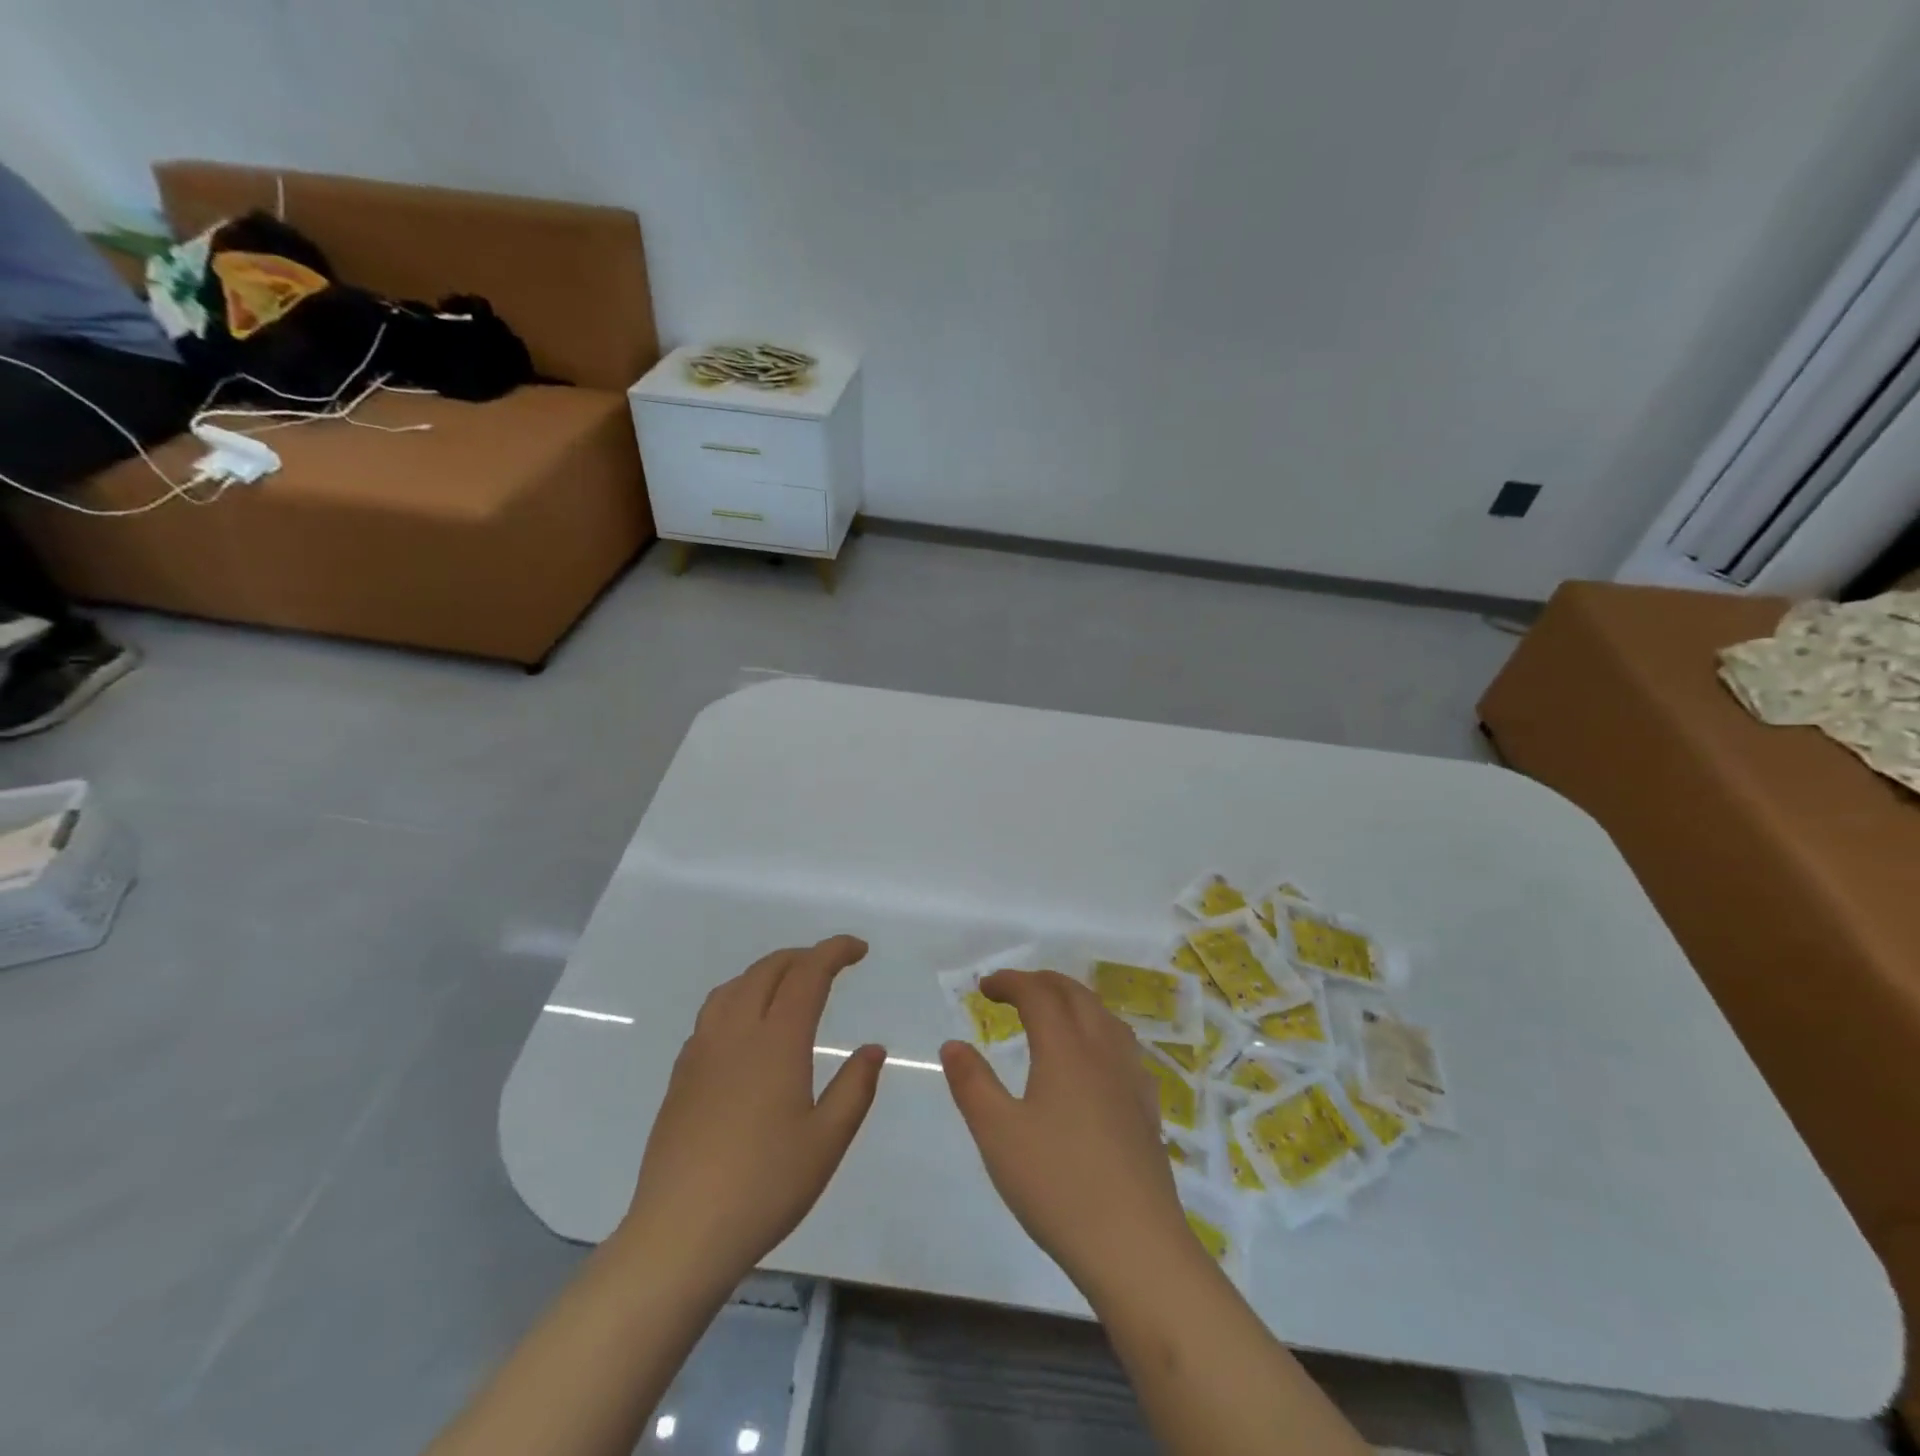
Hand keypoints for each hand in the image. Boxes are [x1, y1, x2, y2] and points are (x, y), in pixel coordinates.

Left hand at [623, 936, 884, 1284]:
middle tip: (831, 965)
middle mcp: (736, 1033)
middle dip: (803, 956)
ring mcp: (702, 1051)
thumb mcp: (826, 1142)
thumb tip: (872, 1049)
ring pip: (734, 986)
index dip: (834, 951)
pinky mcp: (681, 1075)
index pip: (807, 974)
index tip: (859, 949)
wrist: (680, 1233)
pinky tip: (747, 1027)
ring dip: (767, 972)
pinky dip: (739, 997)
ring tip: (789, 985)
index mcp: (777, 1042)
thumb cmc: (764, 1187)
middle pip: (768, 970)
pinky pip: (712, 1013)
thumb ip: (854, 1088)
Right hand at [940, 969, 1196, 1296]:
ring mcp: (1130, 1077)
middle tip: (1014, 991)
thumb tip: (953, 1044)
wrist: (1135, 1244)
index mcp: (1064, 1048)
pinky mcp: (1147, 1106)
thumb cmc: (1057, 1185)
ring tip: (1053, 1014)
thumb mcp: (997, 1135)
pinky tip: (1095, 1059)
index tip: (985, 987)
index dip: (1010, 982)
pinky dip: (1099, 1030)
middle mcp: (1102, 1050)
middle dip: (1042, 982)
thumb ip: (972, 1083)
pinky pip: (1123, 1045)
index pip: (1037, 994)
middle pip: (1075, 994)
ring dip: (1074, 1001)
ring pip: (1104, 1015)